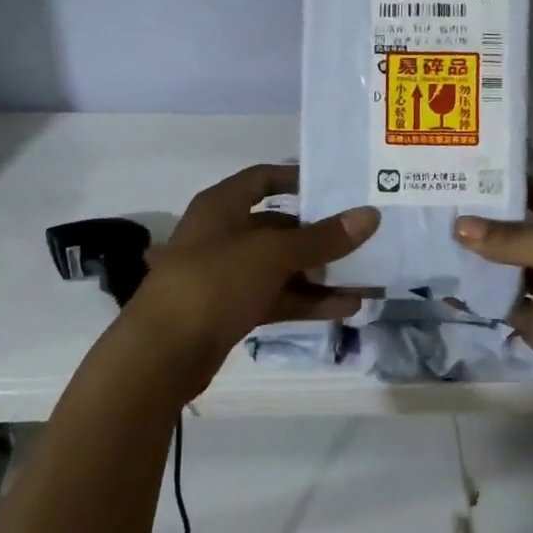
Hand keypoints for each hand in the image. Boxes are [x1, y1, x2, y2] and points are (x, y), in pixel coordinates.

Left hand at [129, 164, 379, 370]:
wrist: (162, 354)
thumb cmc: (214, 282)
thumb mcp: (272, 254)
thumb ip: (322, 238)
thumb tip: (370, 215)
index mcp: (221, 206)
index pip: (262, 178)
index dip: (296, 178)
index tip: (336, 185)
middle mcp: (223, 235)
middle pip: (278, 226)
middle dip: (320, 235)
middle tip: (363, 237)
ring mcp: (226, 275)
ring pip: (281, 267)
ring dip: (321, 273)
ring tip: (366, 279)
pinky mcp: (232, 310)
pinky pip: (277, 297)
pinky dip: (307, 301)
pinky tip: (345, 308)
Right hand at [455, 178, 532, 421]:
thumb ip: (510, 238)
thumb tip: (459, 226)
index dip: (506, 183)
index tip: (463, 174)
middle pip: (517, 229)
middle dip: (482, 220)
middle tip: (436, 207)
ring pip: (505, 266)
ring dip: (475, 257)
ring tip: (431, 239)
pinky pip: (501, 302)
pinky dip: (477, 295)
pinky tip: (445, 283)